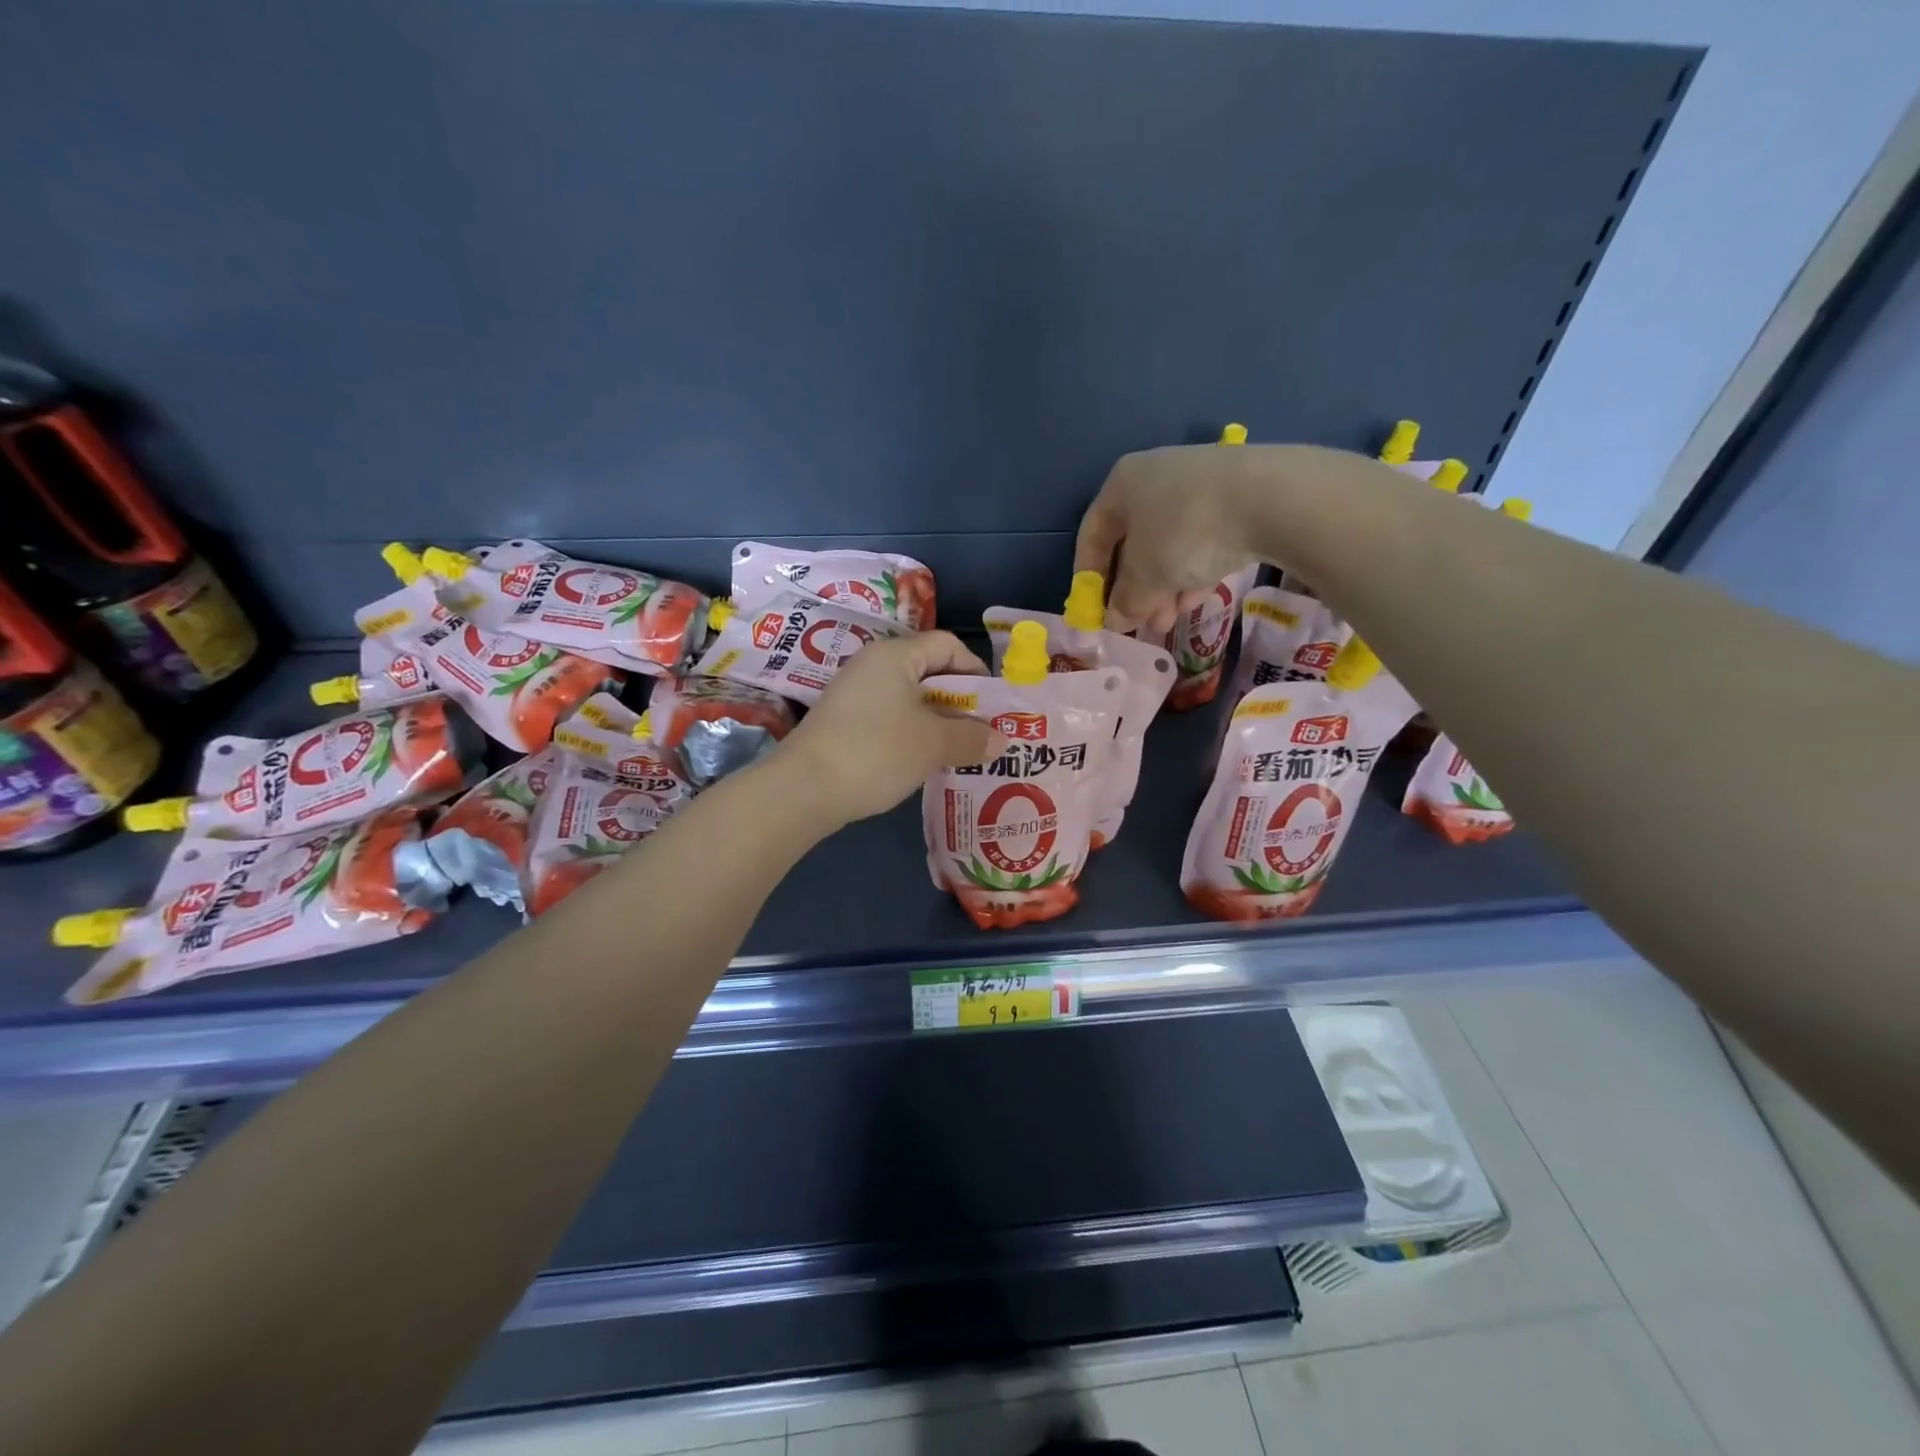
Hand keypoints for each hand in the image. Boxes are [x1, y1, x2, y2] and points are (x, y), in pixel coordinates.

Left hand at [780, 632, 1005, 828]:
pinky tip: (923, 761)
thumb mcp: (932, 744)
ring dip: (938, 722)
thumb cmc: (876, 751)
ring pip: (909, 699)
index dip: (976, 671)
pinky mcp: (843, 722)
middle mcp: (873, 665)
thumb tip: (1001, 740)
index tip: (993, 706)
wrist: (803, 789)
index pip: (947, 645)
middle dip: (960, 702)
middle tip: (982, 733)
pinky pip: (890, 718)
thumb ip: (971, 738)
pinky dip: (912, 734)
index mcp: (895, 655)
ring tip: (958, 752)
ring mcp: (854, 694)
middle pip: (929, 672)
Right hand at [1073, 444, 1272, 633]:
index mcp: (1123, 484)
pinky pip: (1202, 539)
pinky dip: (1194, 570)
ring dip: (1164, 587)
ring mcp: (1199, 484)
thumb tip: (1115, 620)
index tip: (1094, 610)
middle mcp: (1156, 477)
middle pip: (1134, 542)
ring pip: (1169, 545)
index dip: (1089, 577)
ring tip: (1170, 620)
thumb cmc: (1185, 532)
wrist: (1271, 497)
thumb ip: (1125, 602)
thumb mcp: (1146, 577)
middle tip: (1140, 622)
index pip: (1092, 535)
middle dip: (1135, 589)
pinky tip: (1198, 599)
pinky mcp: (1236, 496)